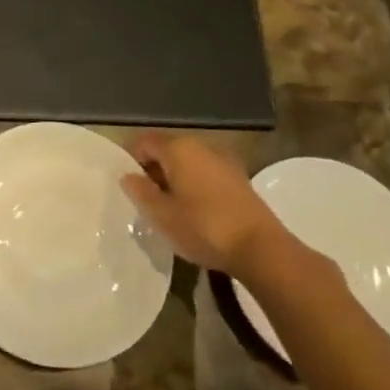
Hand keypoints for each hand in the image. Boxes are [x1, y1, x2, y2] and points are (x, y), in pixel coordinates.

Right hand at [122, 132, 295, 275]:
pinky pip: (206, 173)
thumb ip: (140, 191)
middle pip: (167, 149)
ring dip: (175, 179)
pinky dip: (195, 185)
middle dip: (154, 170)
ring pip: (188, 162)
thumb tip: (128, 176)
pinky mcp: (239, 178)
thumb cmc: (203, 227)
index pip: (144, 141)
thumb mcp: (161, 214)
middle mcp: (201, 145)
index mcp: (178, 148)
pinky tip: (196, 212)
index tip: (130, 186)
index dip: (132, 159)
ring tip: (171, 209)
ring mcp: (223, 160)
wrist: (260, 248)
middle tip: (148, 200)